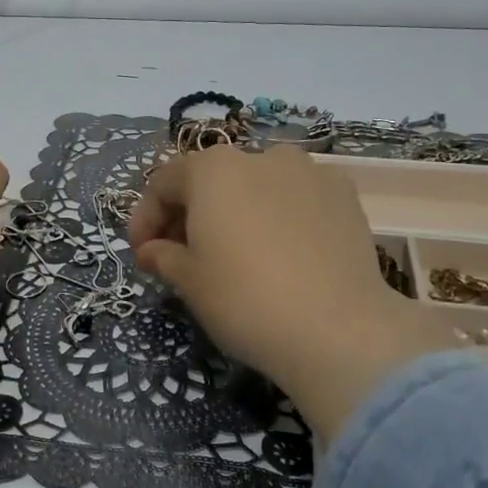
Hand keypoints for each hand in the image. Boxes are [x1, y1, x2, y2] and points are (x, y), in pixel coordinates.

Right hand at [129, 145, 453, 438]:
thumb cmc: (245, 299)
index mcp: (212, 169)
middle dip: (191, 214)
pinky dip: (280, 217)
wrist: (338, 330)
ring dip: (236, 212)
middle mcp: (260, 156)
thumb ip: (163, 256)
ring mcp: (308, 172)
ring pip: (257, 186)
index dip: (145, 219)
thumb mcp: (189, 282)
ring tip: (236, 254)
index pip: (163, 184)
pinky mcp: (344, 196)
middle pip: (211, 180)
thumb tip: (153, 250)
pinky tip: (282, 254)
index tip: (142, 255)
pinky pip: (297, 199)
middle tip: (183, 256)